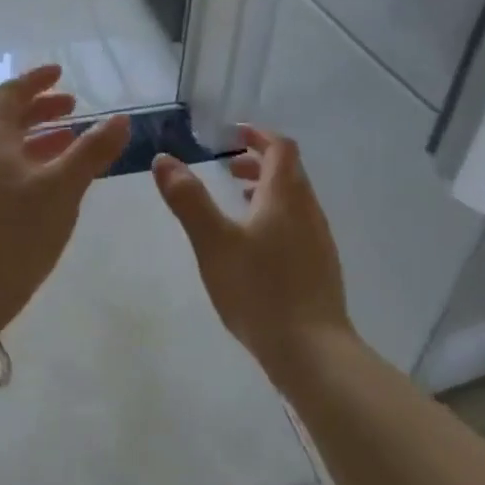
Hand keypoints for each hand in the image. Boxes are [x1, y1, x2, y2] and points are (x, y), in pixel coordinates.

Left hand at [0, 64, 130, 328]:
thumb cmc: (18, 230)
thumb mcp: (63, 187)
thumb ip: (92, 151)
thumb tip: (122, 119)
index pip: (10, 95)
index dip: (35, 80)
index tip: (60, 73)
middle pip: (10, 121)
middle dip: (42, 109)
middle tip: (74, 108)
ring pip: (12, 149)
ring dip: (41, 138)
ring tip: (72, 142)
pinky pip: (12, 173)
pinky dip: (36, 165)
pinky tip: (56, 185)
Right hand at [151, 126, 351, 381]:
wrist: (311, 351)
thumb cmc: (258, 290)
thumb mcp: (213, 242)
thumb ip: (188, 199)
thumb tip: (164, 159)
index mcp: (285, 197)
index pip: (280, 148)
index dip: (259, 135)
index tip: (235, 133)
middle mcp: (308, 211)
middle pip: (290, 172)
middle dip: (260, 162)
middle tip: (229, 166)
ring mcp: (319, 241)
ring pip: (295, 200)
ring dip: (268, 191)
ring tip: (239, 201)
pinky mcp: (320, 267)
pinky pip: (298, 225)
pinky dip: (277, 216)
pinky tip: (257, 245)